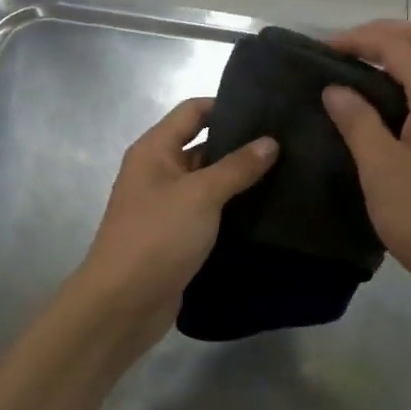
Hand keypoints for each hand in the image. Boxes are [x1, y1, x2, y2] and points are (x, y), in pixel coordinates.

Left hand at [65, 97, 277, 355]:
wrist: (122, 304)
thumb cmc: (157, 237)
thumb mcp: (200, 195)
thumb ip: (236, 167)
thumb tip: (270, 142)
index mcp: (154, 150)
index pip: (192, 111)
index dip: (226, 105)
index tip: (267, 110)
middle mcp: (158, 172)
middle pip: (202, 146)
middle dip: (240, 145)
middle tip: (288, 144)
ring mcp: (167, 206)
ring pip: (209, 182)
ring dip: (239, 180)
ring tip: (287, 174)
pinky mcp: (177, 236)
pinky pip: (209, 213)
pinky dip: (232, 210)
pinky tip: (267, 210)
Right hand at [322, 21, 410, 308]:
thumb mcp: (379, 169)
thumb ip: (356, 120)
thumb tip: (335, 88)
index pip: (398, 46)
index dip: (359, 40)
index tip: (323, 50)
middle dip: (387, 33)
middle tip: (347, 48)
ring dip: (407, 49)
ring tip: (366, 65)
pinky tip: (396, 94)